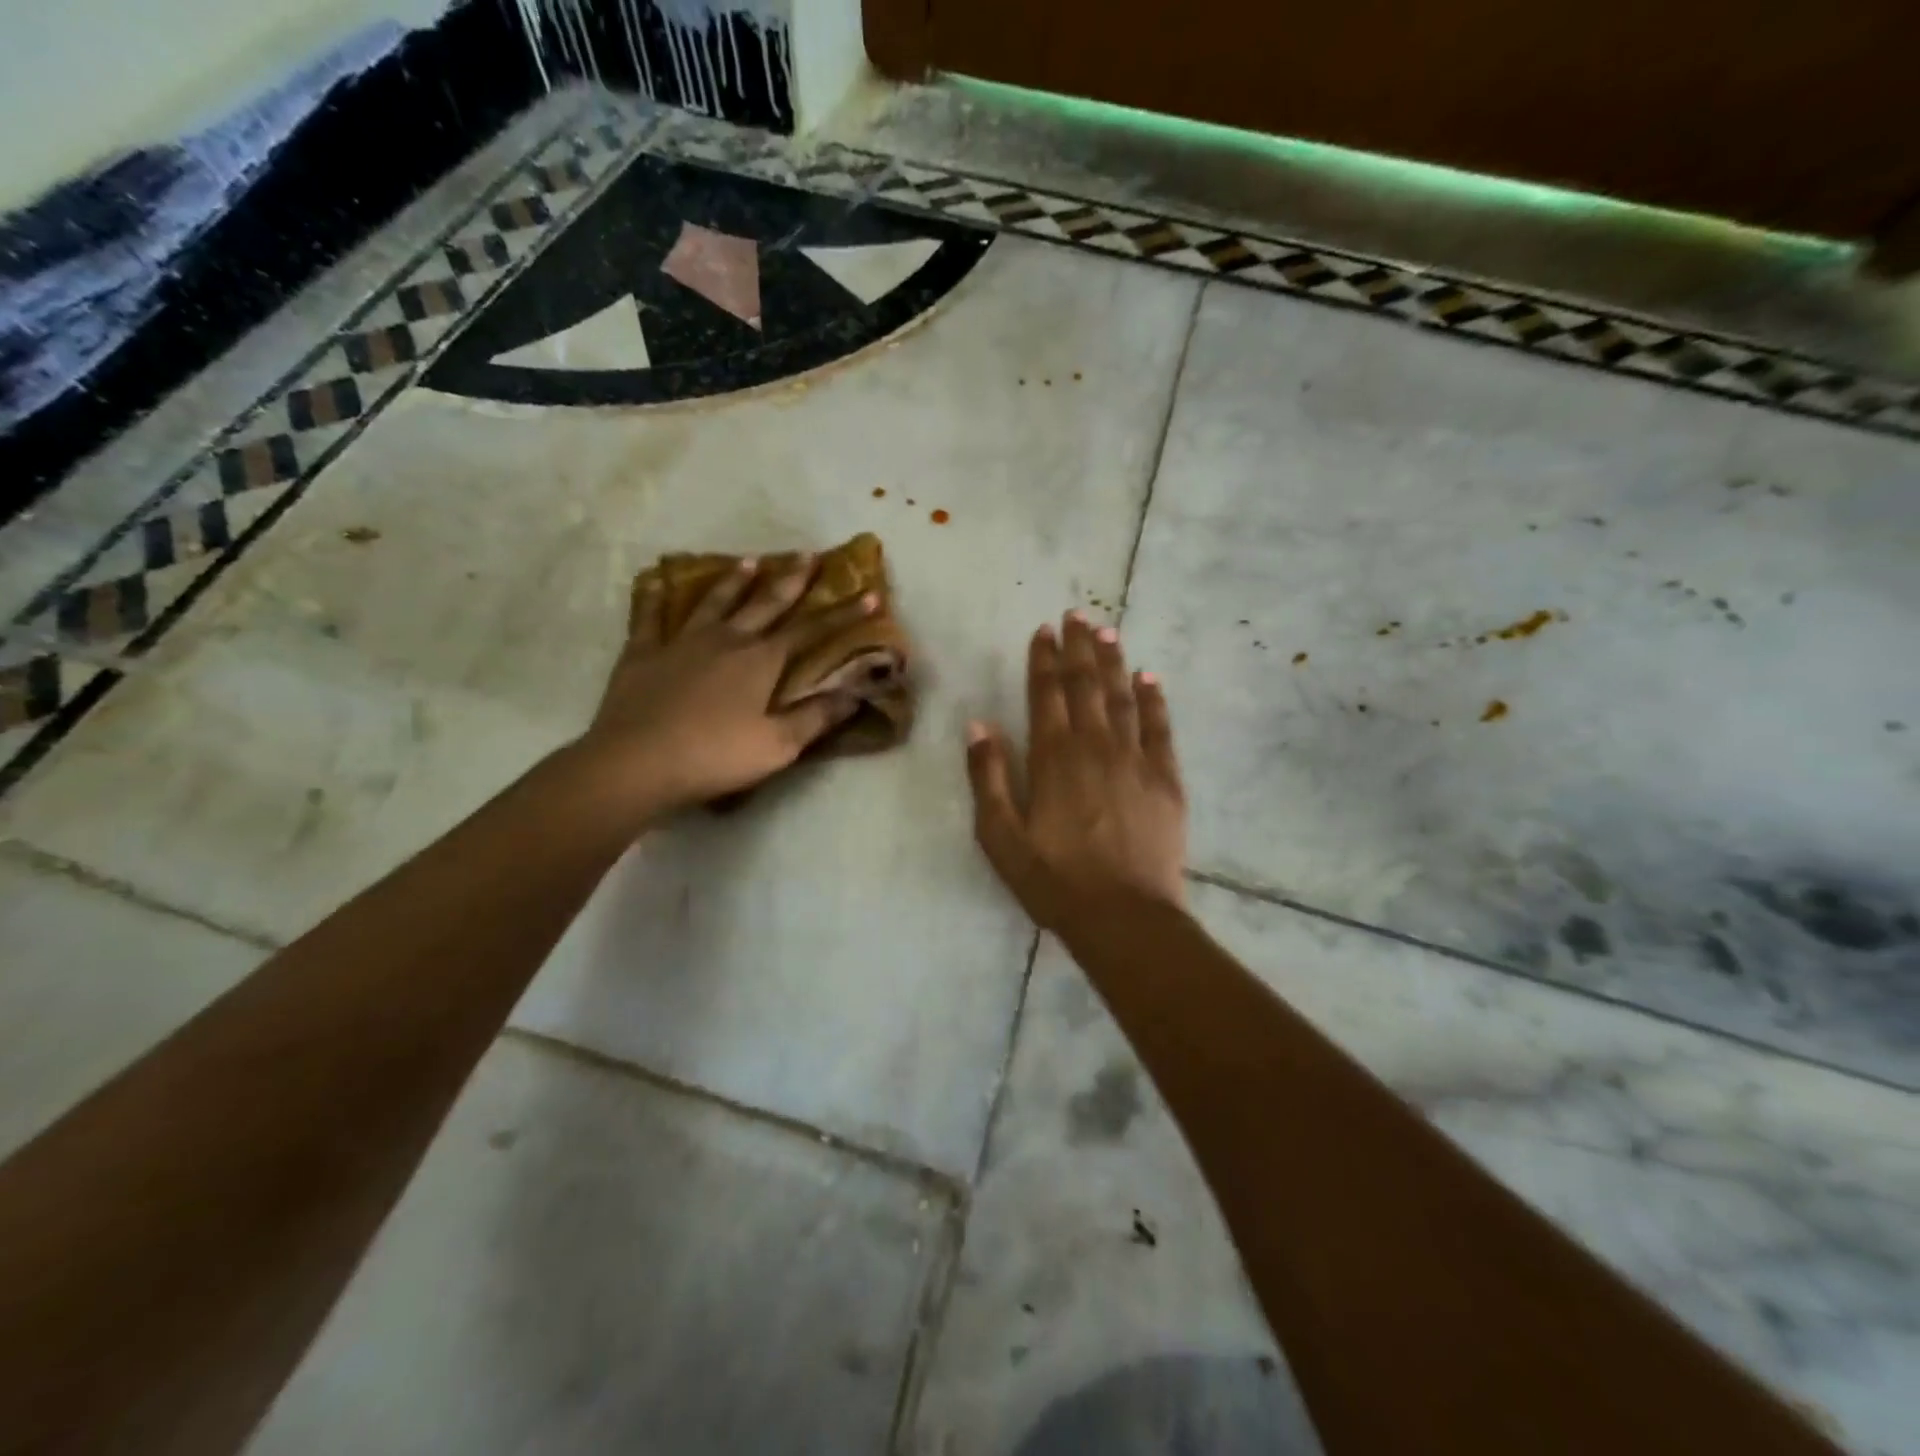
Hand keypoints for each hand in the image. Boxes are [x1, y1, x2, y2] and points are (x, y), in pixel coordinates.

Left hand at [582, 555, 875, 816]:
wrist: (636, 764)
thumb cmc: (715, 757)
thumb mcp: (778, 745)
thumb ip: (817, 716)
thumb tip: (856, 692)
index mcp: (761, 661)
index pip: (812, 631)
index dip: (843, 615)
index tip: (869, 596)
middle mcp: (726, 640)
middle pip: (766, 604)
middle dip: (792, 581)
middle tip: (808, 556)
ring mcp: (681, 642)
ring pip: (715, 602)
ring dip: (735, 581)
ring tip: (750, 561)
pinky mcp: (643, 653)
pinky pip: (650, 617)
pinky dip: (655, 597)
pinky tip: (656, 580)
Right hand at [965, 612, 1186, 934]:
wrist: (1124, 916)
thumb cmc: (1054, 880)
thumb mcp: (1001, 836)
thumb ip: (988, 777)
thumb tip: (978, 725)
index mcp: (1053, 758)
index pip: (1046, 694)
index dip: (1044, 660)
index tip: (1044, 631)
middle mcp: (1095, 746)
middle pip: (1086, 685)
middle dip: (1079, 647)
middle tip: (1077, 614)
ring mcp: (1135, 759)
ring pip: (1122, 697)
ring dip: (1113, 661)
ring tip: (1107, 630)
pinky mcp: (1166, 779)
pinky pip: (1160, 727)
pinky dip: (1154, 699)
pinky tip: (1149, 677)